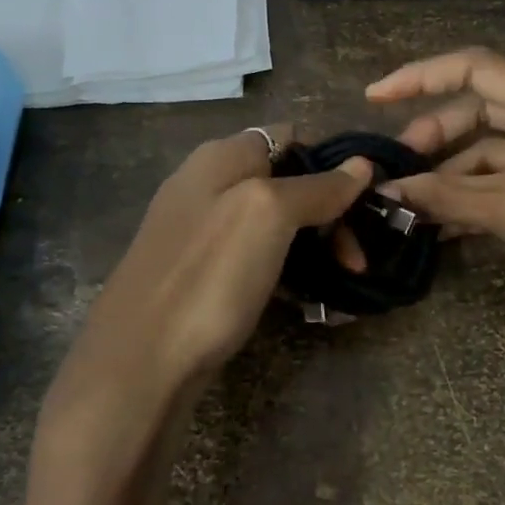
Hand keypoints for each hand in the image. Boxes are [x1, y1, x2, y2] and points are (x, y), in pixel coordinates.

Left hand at [64, 125, 371, 396]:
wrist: (138, 366)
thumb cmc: (208, 277)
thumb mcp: (268, 216)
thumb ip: (316, 187)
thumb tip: (362, 164)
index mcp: (221, 157)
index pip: (291, 138)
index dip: (332, 164)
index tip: (366, 202)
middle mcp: (210, 185)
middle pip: (288, 182)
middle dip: (331, 213)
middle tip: (358, 258)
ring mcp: (203, 233)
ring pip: (277, 225)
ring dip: (316, 248)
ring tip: (347, 280)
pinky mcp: (204, 275)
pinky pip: (259, 259)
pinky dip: (290, 273)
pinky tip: (311, 300)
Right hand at [368, 48, 504, 357]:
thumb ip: (448, 195)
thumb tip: (387, 190)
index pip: (477, 70)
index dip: (422, 77)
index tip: (375, 98)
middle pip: (481, 110)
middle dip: (435, 134)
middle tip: (398, 166)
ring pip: (489, 151)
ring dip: (450, 174)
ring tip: (410, 202)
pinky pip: (503, 182)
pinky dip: (471, 198)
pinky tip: (437, 223)